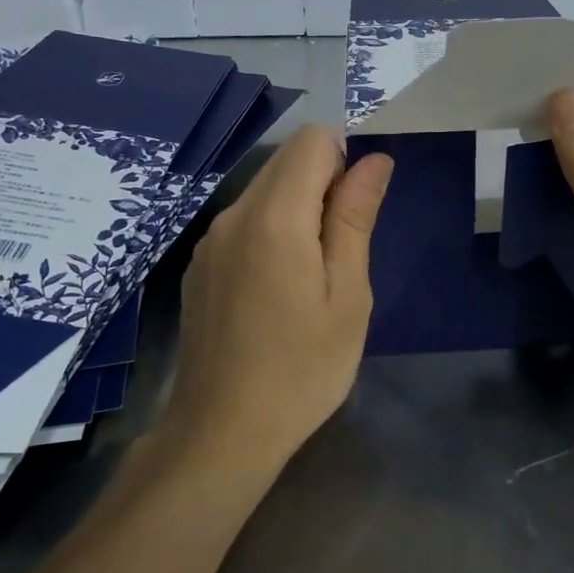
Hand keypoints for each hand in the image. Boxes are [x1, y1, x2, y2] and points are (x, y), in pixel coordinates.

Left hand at [168, 125, 392, 465]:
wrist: (222, 433)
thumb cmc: (302, 368)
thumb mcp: (348, 295)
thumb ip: (355, 217)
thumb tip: (374, 160)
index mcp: (274, 217)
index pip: (312, 140)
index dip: (345, 161)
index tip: (355, 214)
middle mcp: (233, 214)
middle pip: (287, 161)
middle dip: (323, 185)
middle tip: (340, 253)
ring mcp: (210, 240)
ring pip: (265, 191)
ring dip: (298, 210)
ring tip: (311, 277)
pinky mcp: (199, 264)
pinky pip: (244, 222)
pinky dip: (271, 232)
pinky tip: (277, 291)